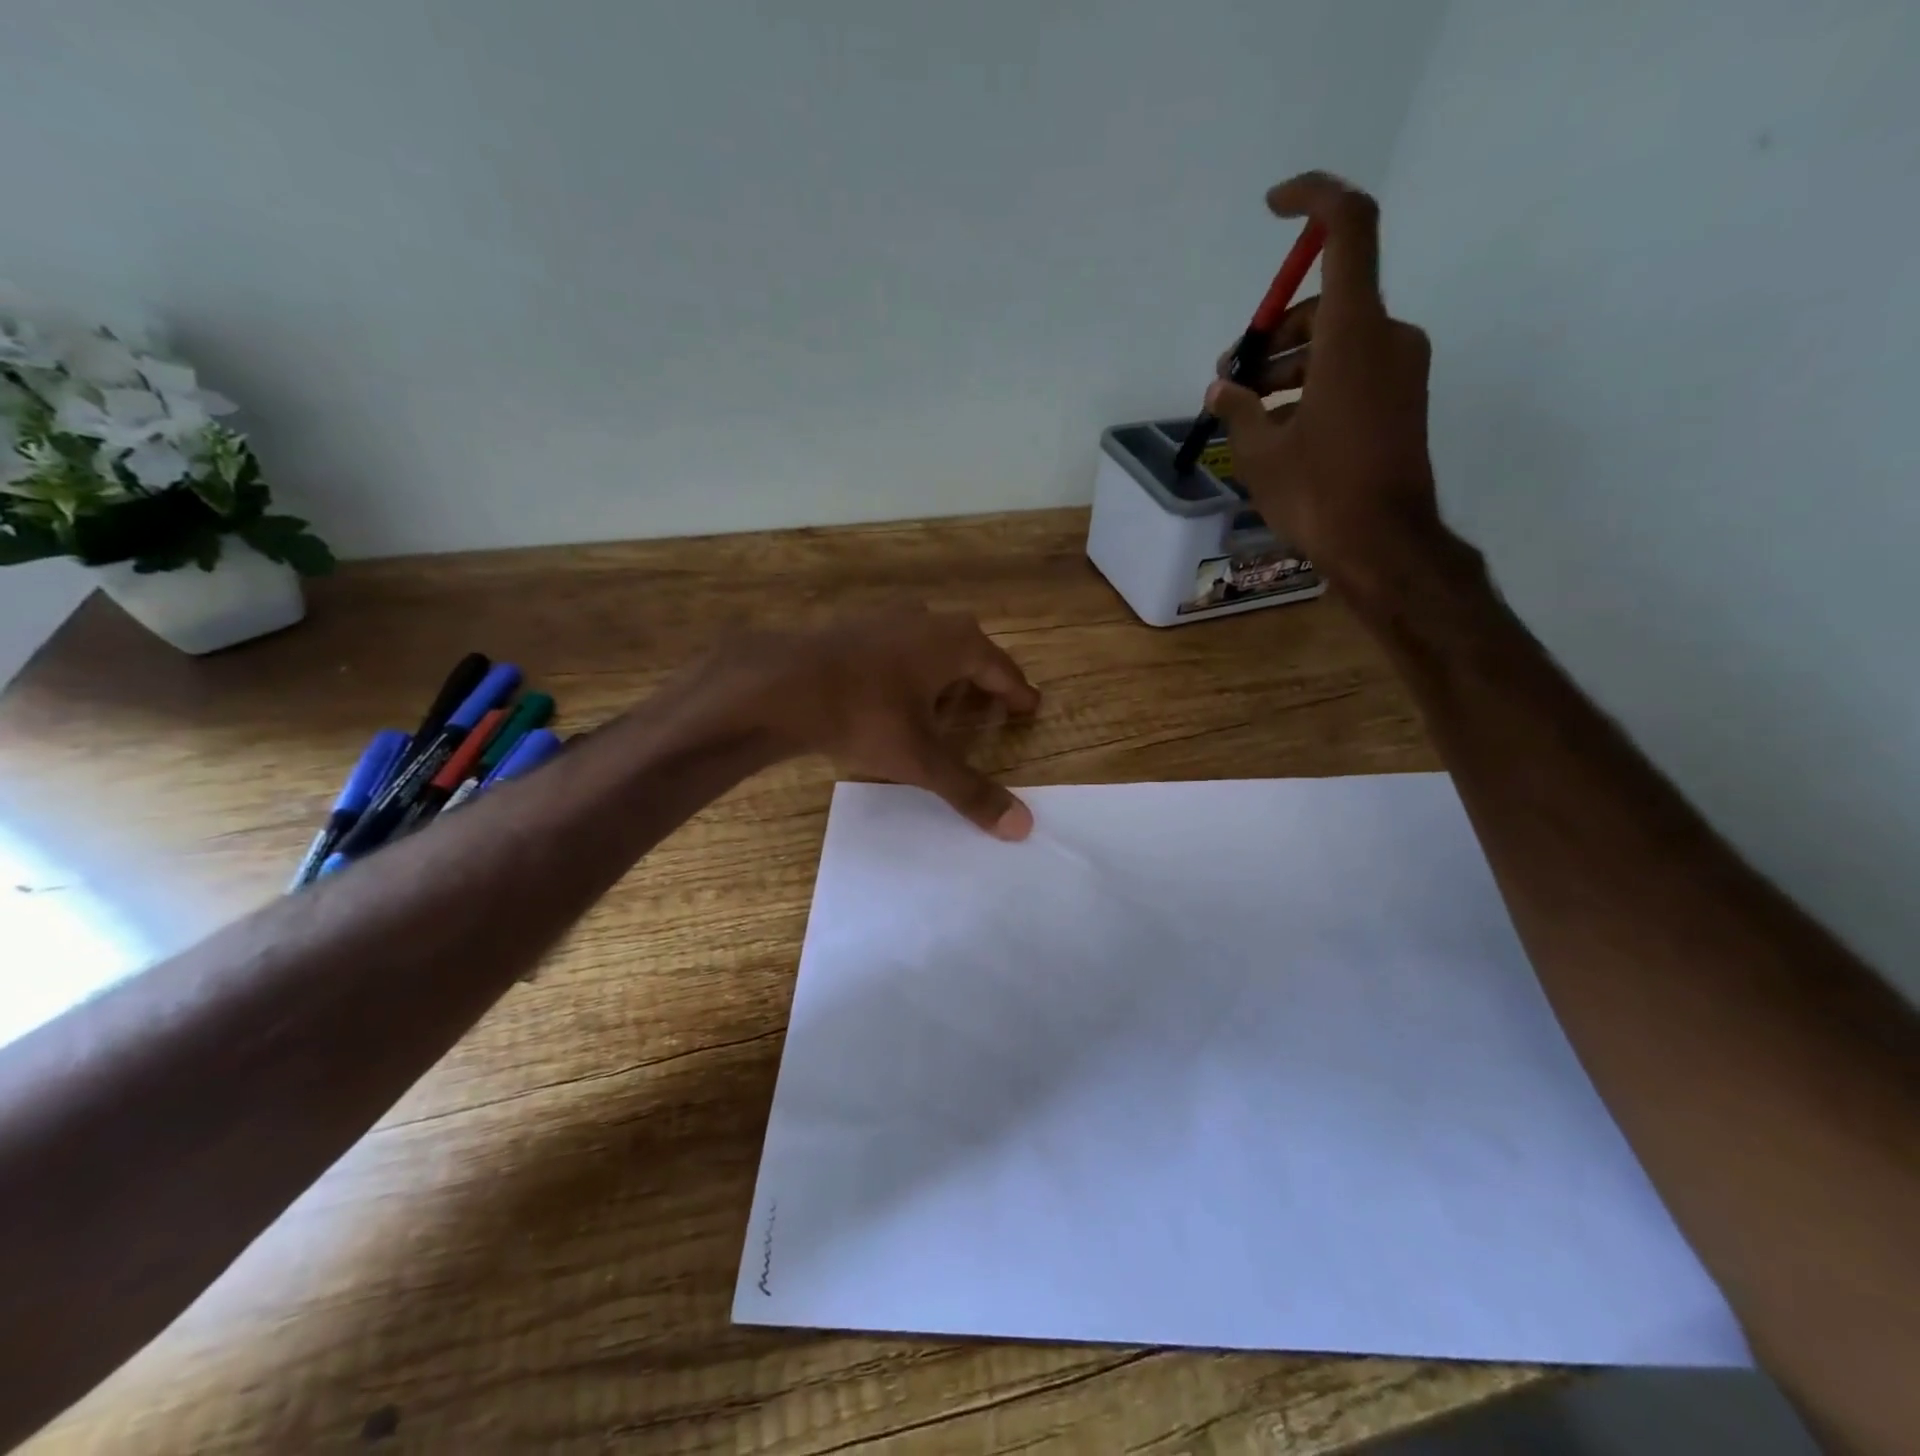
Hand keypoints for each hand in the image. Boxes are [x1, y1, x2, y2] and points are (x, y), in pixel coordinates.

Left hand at [705, 606, 1039, 839]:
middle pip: (968, 651)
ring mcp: (887, 619)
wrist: (780, 685)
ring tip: (946, 702)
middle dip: (982, 678)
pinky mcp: (853, 628)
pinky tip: (894, 694)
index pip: (1002, 670)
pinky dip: (908, 670)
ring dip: (943, 672)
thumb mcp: (921, 759)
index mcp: (955, 643)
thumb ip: (970, 791)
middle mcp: (927, 621)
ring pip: (930, 646)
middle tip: (994, 704)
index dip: (1017, 693)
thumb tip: (1022, 827)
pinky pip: (897, 648)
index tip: (1030, 706)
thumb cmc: (864, 715)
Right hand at [1207, 172, 1442, 594]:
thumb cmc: (1318, 494)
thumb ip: (1238, 407)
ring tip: (1244, 406)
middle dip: (1272, 331)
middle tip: (1231, 374)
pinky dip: (1313, 381)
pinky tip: (1278, 422)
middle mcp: (1386, 336)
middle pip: (1326, 300)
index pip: (1347, 228)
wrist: (1383, 546)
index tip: (1273, 207)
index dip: (1312, 199)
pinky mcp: (1401, 399)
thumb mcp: (1261, 452)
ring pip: (1336, 338)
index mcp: (1353, 333)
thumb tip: (1222, 387)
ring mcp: (1400, 369)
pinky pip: (1352, 367)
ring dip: (1287, 362)